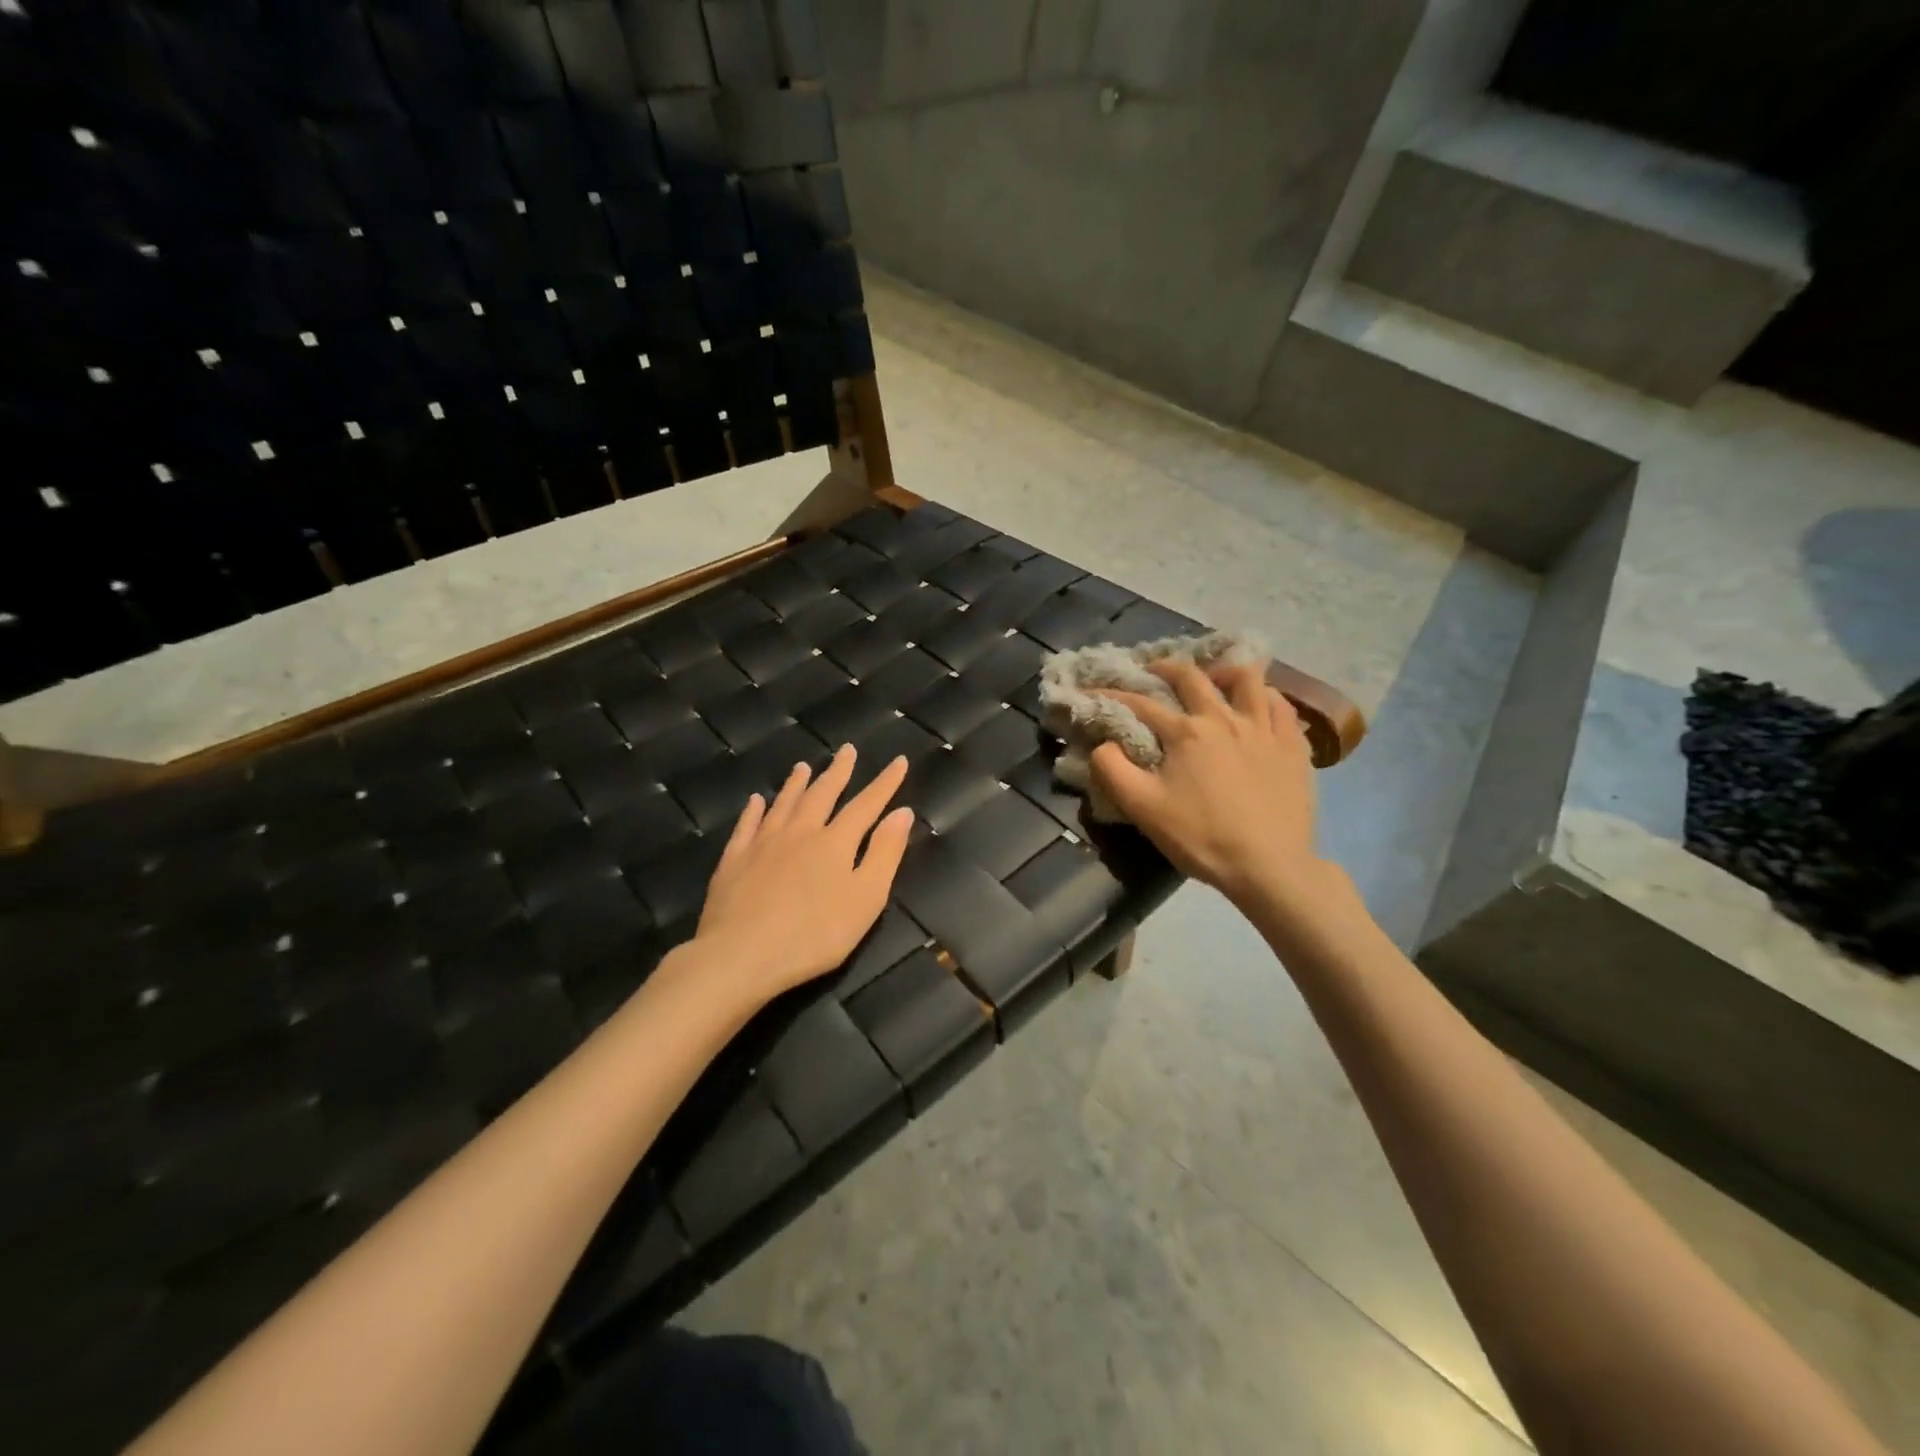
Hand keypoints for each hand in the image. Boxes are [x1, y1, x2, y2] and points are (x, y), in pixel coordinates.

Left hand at [693, 744, 913, 1005]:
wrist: (740, 955)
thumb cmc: (813, 934)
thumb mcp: (865, 899)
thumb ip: (884, 854)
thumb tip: (902, 812)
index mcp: (835, 842)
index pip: (866, 805)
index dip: (885, 783)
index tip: (898, 760)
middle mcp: (800, 832)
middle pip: (822, 794)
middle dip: (838, 771)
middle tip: (846, 750)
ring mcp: (763, 843)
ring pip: (784, 803)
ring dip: (796, 783)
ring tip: (804, 766)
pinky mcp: (734, 860)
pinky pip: (746, 825)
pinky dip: (754, 810)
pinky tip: (756, 800)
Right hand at [1091, 661, 1325, 909]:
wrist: (1269, 866)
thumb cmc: (1201, 837)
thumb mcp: (1143, 809)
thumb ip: (1112, 770)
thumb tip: (1104, 743)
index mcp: (1185, 732)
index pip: (1141, 703)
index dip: (1113, 693)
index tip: (1094, 689)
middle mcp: (1224, 719)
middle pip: (1192, 677)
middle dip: (1166, 668)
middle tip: (1154, 670)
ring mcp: (1264, 729)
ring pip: (1247, 679)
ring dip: (1223, 672)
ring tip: (1214, 678)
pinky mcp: (1293, 746)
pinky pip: (1281, 706)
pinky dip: (1265, 696)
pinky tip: (1259, 704)